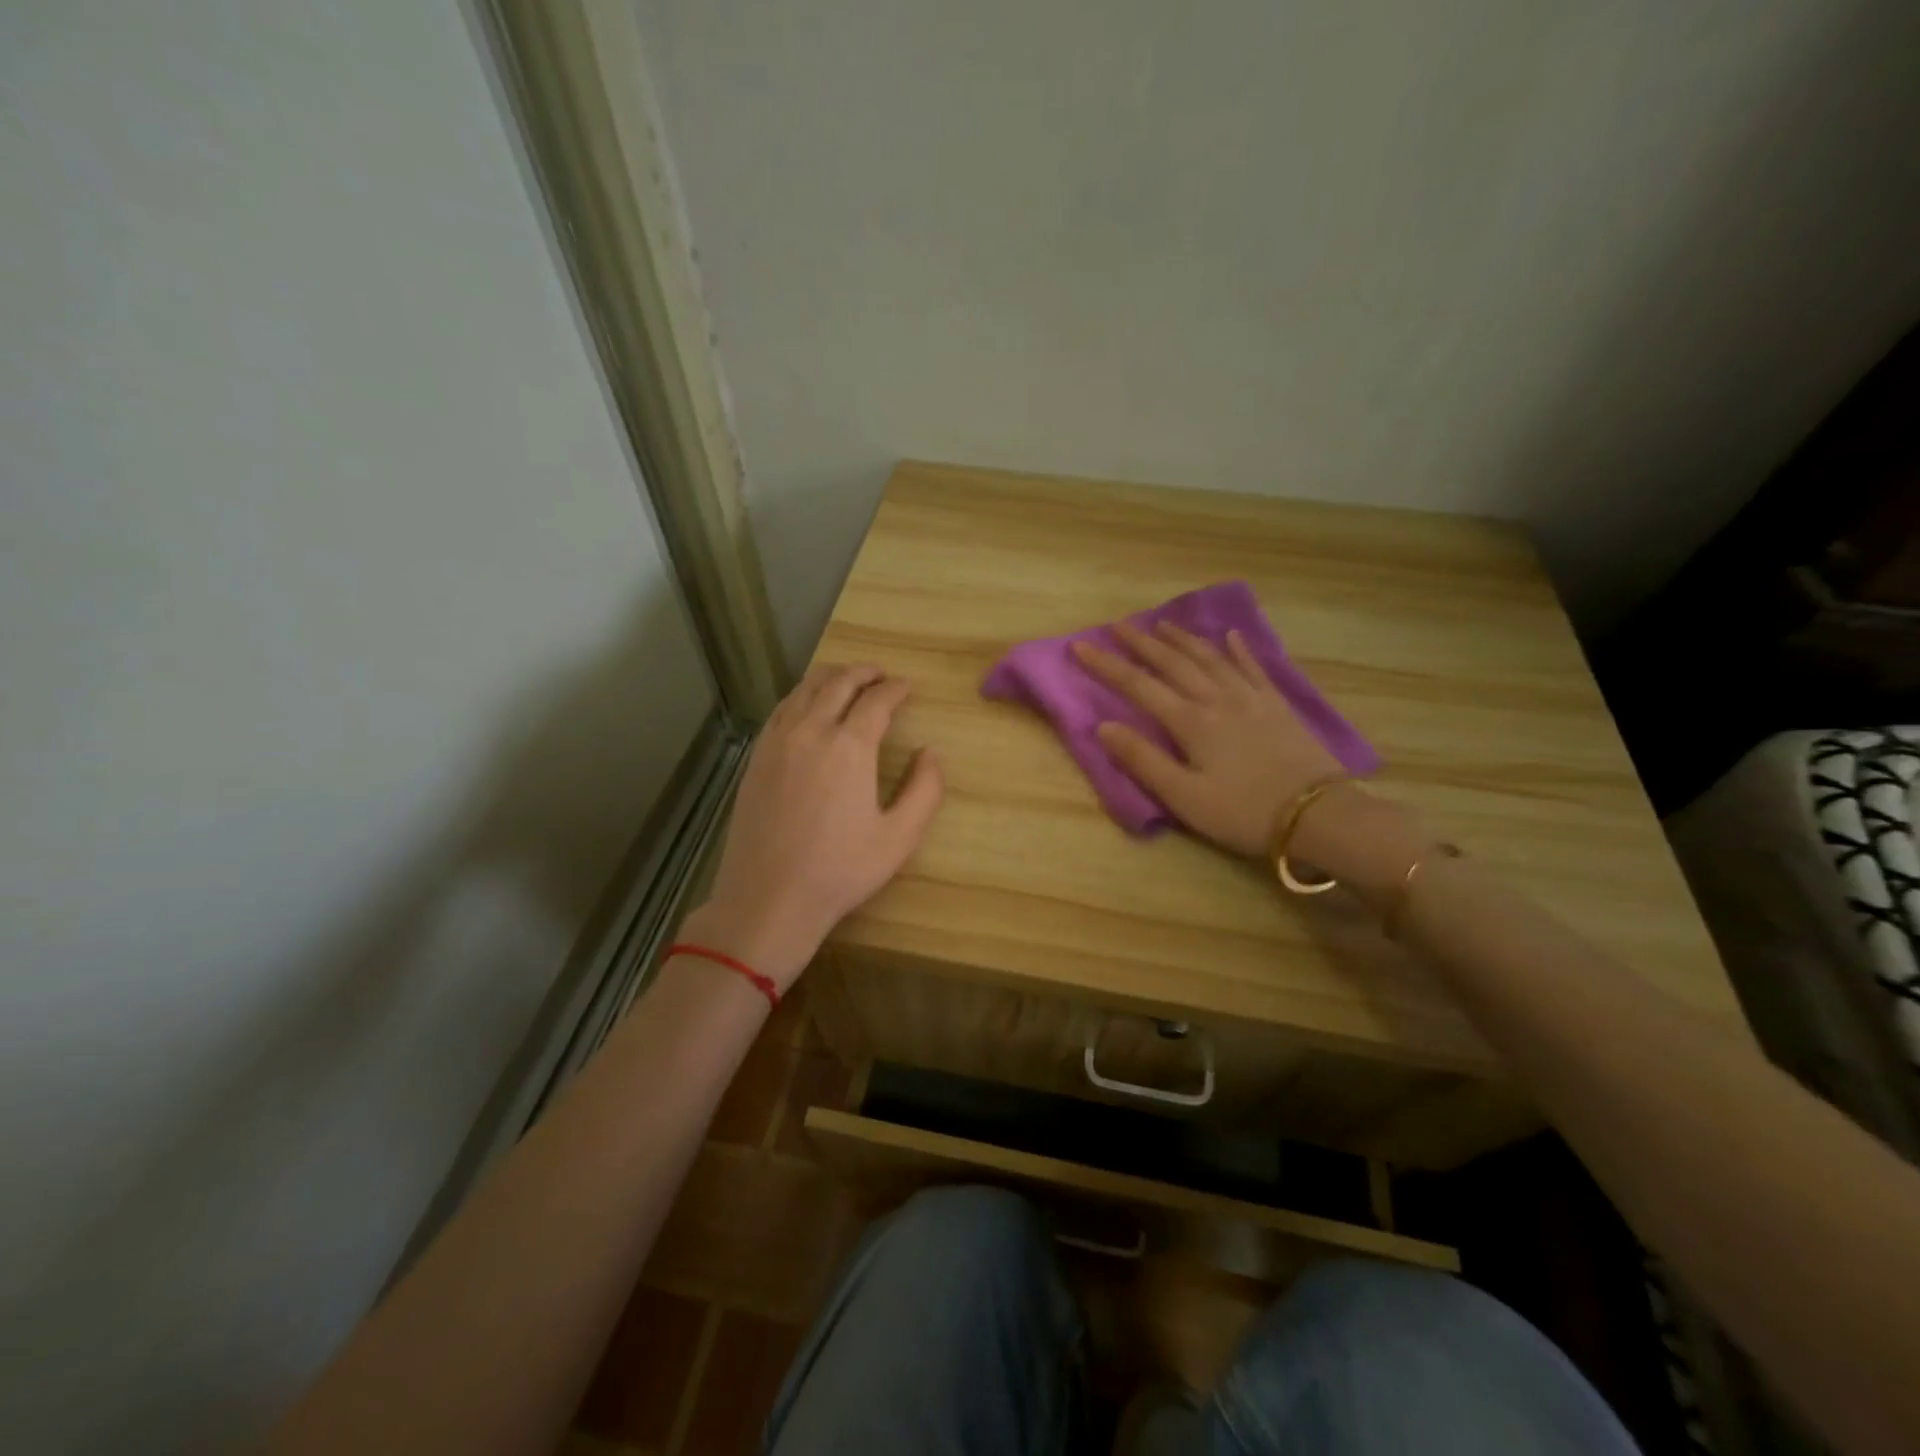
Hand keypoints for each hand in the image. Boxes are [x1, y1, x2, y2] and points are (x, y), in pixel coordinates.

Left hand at [688, 665, 942, 988]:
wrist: (769, 897)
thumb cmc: (840, 870)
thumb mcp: (899, 837)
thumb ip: (925, 789)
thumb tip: (932, 752)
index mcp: (850, 747)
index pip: (877, 700)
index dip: (896, 688)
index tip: (909, 687)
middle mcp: (811, 731)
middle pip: (839, 683)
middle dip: (865, 673)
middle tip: (882, 675)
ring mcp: (777, 741)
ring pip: (805, 689)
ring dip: (832, 677)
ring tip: (848, 680)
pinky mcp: (756, 757)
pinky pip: (782, 709)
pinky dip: (802, 695)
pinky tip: (809, 707)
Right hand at [1071, 621, 1342, 857]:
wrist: (1317, 815)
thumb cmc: (1243, 812)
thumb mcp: (1184, 797)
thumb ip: (1143, 760)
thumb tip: (1104, 726)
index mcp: (1190, 721)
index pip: (1138, 685)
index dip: (1106, 666)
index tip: (1080, 646)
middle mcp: (1216, 699)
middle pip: (1173, 662)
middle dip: (1141, 643)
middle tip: (1117, 626)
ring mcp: (1250, 697)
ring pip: (1210, 657)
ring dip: (1183, 639)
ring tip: (1162, 624)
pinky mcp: (1277, 705)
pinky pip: (1254, 667)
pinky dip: (1239, 649)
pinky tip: (1230, 635)